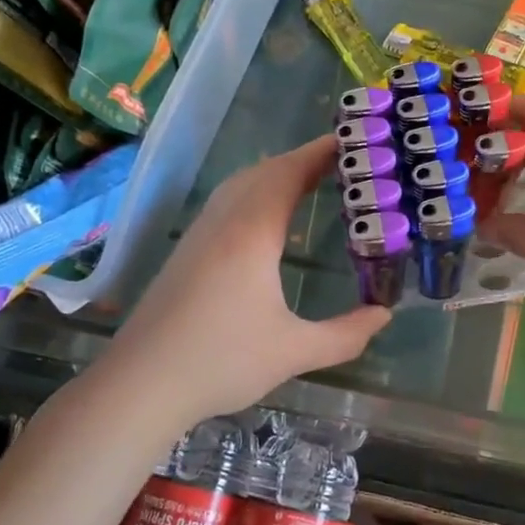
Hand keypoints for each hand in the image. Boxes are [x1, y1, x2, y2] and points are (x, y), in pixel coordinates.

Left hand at [103, 136, 391, 425]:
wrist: (140, 384)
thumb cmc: (220, 362)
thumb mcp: (293, 352)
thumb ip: (345, 335)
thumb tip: (384, 315)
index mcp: (252, 233)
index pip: (289, 174)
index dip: (320, 153)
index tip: (352, 140)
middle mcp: (224, 222)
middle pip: (265, 171)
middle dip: (303, 159)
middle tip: (343, 161)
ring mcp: (200, 233)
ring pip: (241, 183)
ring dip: (276, 173)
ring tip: (311, 179)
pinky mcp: (187, 250)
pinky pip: (227, 200)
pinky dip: (255, 190)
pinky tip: (266, 215)